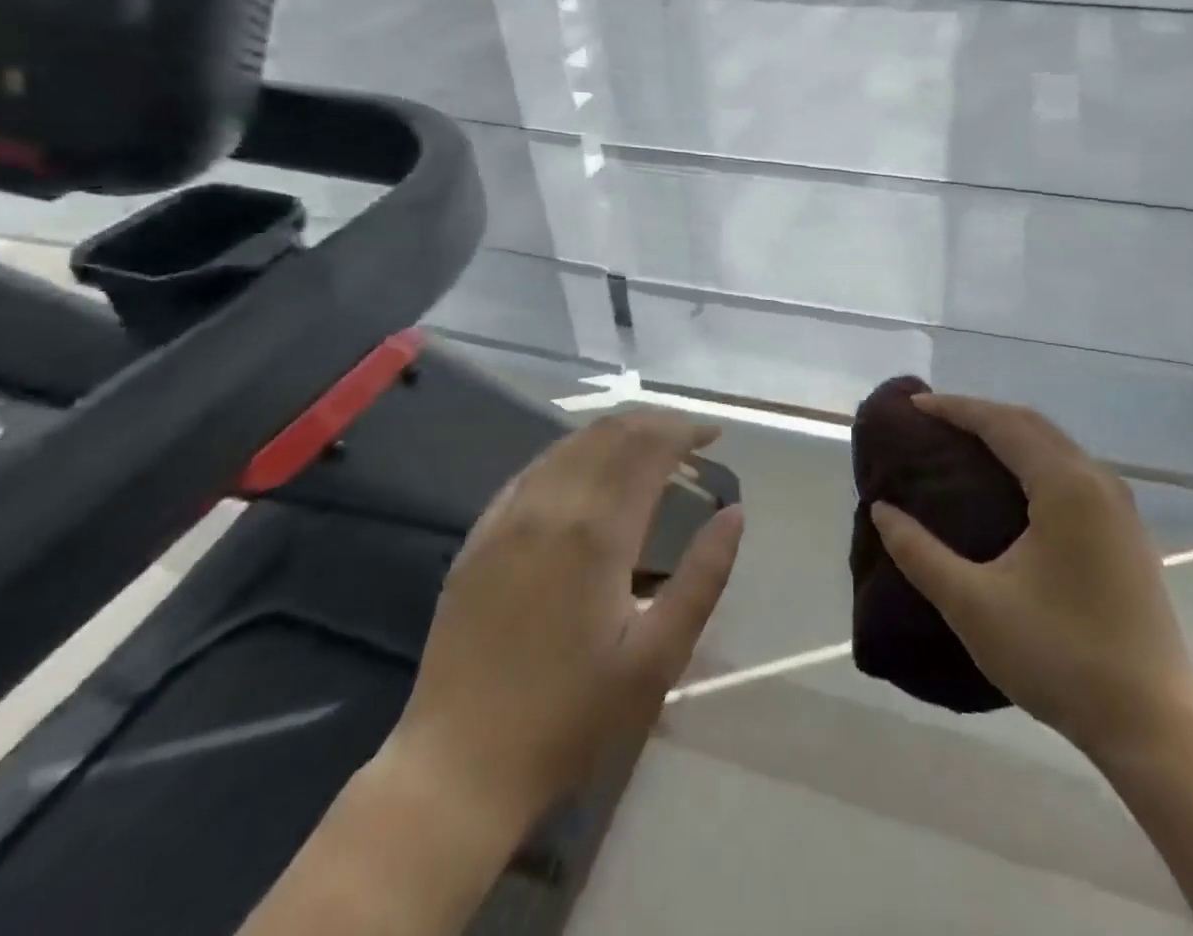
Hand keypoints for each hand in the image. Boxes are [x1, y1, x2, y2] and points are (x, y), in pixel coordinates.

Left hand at [387, 409, 743, 825]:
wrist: (458, 769)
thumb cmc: (571, 718)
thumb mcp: (658, 658)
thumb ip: (703, 577)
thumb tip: (734, 513)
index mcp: (597, 532)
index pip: (647, 449)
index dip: (683, 431)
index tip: (712, 435)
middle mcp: (550, 507)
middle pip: (608, 435)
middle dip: (652, 424)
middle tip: (685, 436)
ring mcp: (507, 518)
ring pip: (568, 446)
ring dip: (613, 433)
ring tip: (644, 445)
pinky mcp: (479, 537)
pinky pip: (532, 470)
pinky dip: (571, 454)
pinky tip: (584, 470)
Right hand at [870, 394, 1192, 758]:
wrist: (1153, 724)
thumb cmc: (1058, 656)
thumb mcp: (973, 605)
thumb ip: (919, 553)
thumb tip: (881, 511)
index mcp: (1065, 485)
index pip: (1001, 423)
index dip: (955, 409)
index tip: (914, 406)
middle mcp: (1098, 481)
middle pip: (1031, 424)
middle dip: (981, 414)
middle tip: (934, 421)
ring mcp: (1120, 507)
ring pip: (1056, 447)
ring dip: (1010, 435)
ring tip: (966, 445)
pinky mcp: (1128, 532)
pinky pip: (1072, 471)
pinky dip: (1034, 460)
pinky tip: (1013, 486)